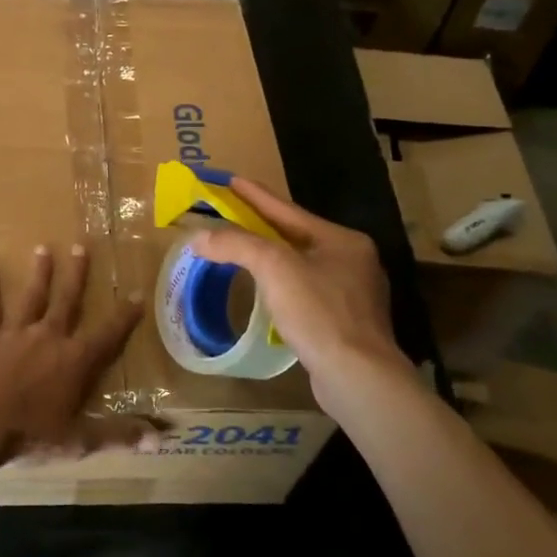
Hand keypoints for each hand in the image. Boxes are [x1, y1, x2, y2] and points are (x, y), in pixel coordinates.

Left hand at [0, 244, 151, 472]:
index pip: (109, 334)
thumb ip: (118, 435)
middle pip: (68, 300)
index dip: (125, 315)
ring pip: (33, 297)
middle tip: (81, 247)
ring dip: (40, 273)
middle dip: (77, 275)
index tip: (137, 294)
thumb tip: (159, 440)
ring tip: (43, 248)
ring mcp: (18, 333)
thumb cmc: (30, 433)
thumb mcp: (79, 440)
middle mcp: (50, 337)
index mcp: (76, 360)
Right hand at [186, 178, 410, 416]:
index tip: (231, 180)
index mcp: (342, 240)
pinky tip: (267, 292)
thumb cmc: (320, 313)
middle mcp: (353, 261)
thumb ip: (237, 245)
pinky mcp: (345, 323)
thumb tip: (199, 237)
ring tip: (242, 251)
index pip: (288, 211)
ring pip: (301, 265)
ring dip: (271, 257)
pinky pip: (305, 292)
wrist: (357, 376)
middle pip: (296, 236)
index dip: (256, 195)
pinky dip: (281, 285)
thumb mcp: (275, 268)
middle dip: (262, 226)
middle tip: (231, 215)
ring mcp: (353, 294)